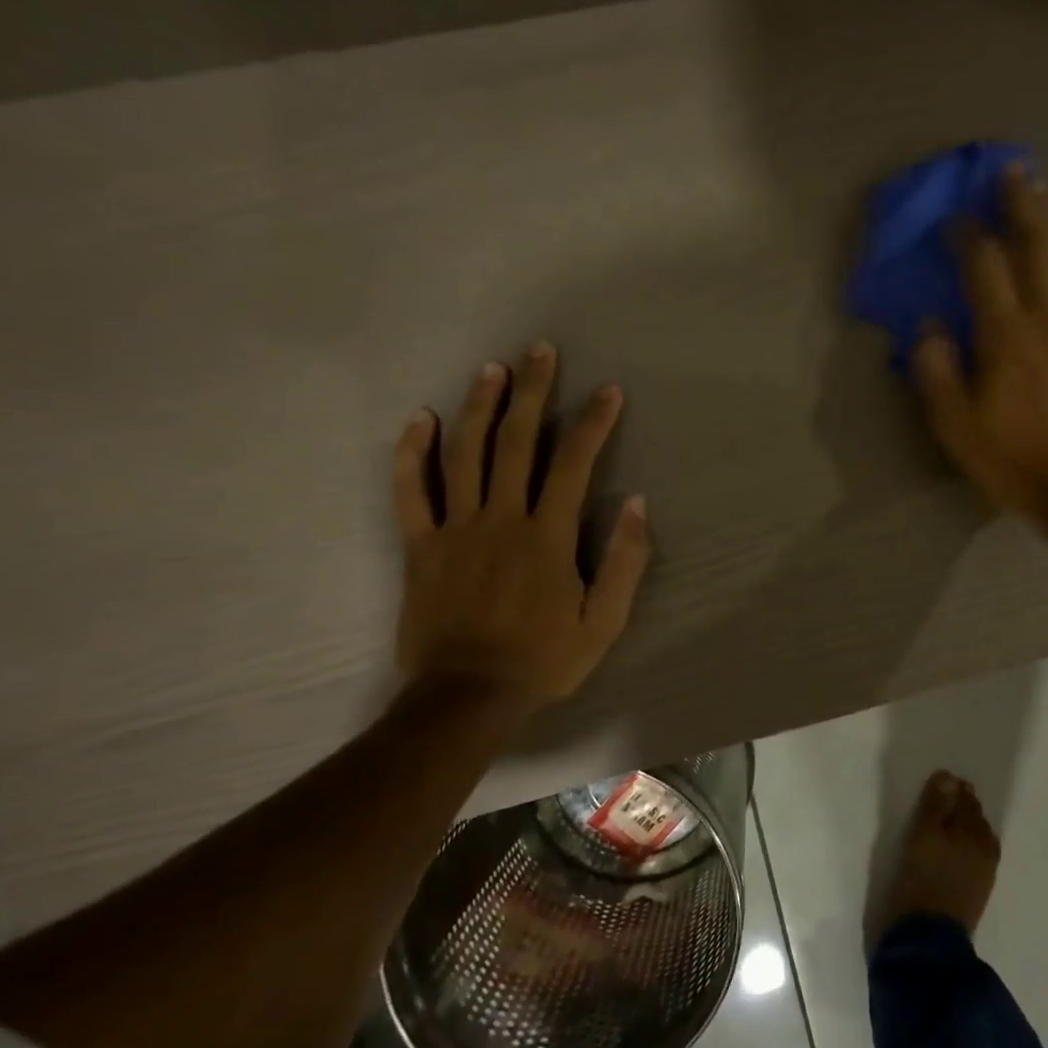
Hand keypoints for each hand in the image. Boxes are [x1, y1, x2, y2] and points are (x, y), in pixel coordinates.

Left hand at [393, 347, 650, 706]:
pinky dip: (412, 453)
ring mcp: (455, 530)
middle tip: (540, 351)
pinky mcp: (420, 546)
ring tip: (492, 369)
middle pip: (516, 442)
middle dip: (532, 392)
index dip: (593, 423)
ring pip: (464, 454)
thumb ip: (625, 561)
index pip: (574, 464)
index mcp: (547, 536)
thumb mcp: (605, 621)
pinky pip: (410, 492)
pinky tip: (421, 419)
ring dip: (479, 406)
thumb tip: (637, 503)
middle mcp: (501, 519)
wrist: (467, 696)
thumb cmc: (544, 659)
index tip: (608, 391)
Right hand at [911, 165, 1047, 520]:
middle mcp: (1046, 320)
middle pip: (1036, 247)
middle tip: (1012, 171)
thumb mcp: (955, 425)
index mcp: (1005, 336)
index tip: (954, 218)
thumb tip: (928, 327)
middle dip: (1021, 206)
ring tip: (1045, 193)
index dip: (968, 237)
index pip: (984, 267)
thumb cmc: (1010, 459)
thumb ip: (936, 371)